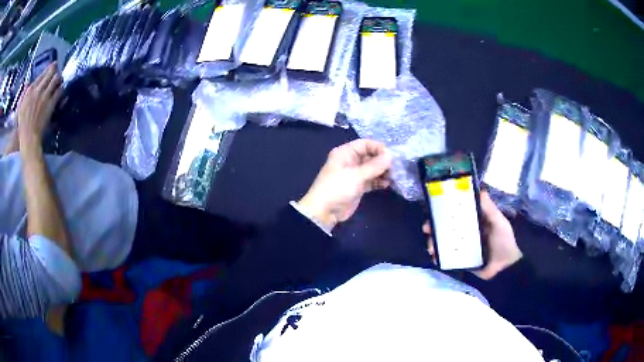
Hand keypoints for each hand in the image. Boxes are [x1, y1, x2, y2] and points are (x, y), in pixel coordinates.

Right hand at [17, 63, 61, 145]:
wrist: (28, 137)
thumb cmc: (22, 126)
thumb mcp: (20, 108)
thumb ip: (23, 94)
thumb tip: (27, 83)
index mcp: (30, 90)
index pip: (41, 74)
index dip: (48, 70)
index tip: (51, 68)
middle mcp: (38, 89)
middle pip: (50, 72)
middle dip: (55, 70)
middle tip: (57, 72)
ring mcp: (45, 96)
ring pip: (56, 78)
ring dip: (59, 78)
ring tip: (60, 81)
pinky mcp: (50, 103)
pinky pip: (59, 91)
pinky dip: (61, 89)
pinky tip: (61, 90)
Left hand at [297, 139, 391, 230]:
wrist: (324, 211)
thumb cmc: (337, 188)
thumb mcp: (356, 175)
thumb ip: (374, 165)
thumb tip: (391, 155)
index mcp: (345, 152)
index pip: (365, 144)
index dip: (378, 148)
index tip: (391, 156)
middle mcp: (350, 160)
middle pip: (370, 156)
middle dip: (382, 161)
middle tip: (394, 168)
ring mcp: (354, 174)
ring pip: (372, 169)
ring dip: (382, 172)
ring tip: (392, 177)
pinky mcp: (358, 186)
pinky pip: (371, 180)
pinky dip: (379, 181)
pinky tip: (387, 184)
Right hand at [423, 190, 522, 279]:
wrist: (505, 269)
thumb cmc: (503, 243)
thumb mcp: (499, 223)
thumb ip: (490, 209)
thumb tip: (481, 189)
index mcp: (475, 221)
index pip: (458, 212)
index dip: (446, 209)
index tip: (435, 207)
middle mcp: (467, 232)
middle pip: (447, 227)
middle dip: (435, 226)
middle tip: (427, 228)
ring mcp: (463, 247)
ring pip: (445, 241)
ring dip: (434, 242)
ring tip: (431, 246)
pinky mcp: (461, 260)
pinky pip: (447, 257)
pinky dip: (439, 257)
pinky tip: (434, 257)